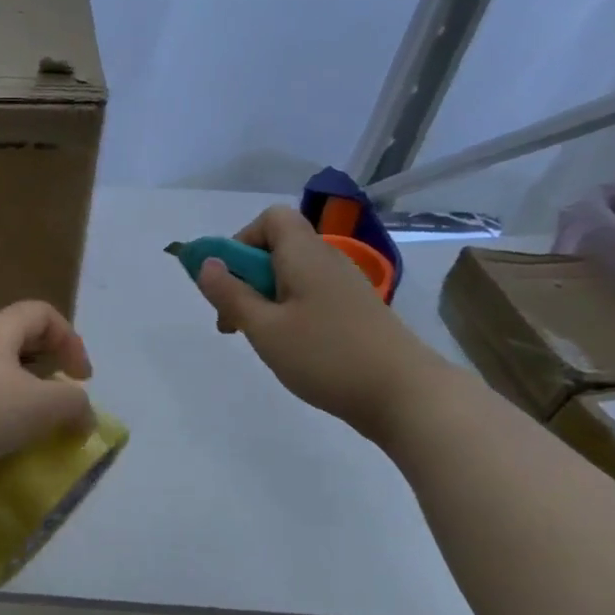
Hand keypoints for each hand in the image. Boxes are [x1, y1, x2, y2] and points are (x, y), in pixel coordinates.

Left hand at [0, 302, 94, 507]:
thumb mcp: (36, 406)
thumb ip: (71, 405)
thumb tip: (83, 412)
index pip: (40, 314)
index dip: (70, 340)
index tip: (81, 380)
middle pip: (14, 348)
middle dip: (42, 379)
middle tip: (56, 414)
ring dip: (14, 411)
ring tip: (28, 444)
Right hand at [194, 205, 449, 441]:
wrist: (408, 396)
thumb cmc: (327, 356)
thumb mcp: (265, 328)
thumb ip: (231, 294)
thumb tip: (206, 263)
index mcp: (305, 255)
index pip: (271, 218)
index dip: (242, 240)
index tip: (229, 279)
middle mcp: (327, 261)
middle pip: (278, 247)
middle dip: (246, 276)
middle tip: (233, 319)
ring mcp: (345, 287)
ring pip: (292, 275)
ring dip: (265, 298)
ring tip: (260, 338)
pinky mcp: (356, 312)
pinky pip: (310, 295)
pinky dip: (289, 311)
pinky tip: (290, 347)